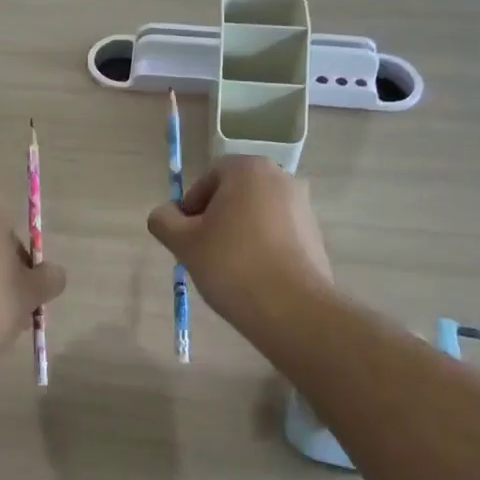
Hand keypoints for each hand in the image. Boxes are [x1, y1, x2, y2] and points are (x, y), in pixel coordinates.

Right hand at [147, 156, 334, 340]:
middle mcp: (281, 178)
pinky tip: (254, 277)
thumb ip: (164, 220)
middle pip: (233, 194)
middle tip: (204, 253)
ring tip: (229, 269)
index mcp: (249, 169)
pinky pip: (277, 233)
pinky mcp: (315, 235)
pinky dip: (261, 247)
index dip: (191, 207)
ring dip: (238, 234)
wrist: (293, 310)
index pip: (208, 178)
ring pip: (255, 214)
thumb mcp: (184, 243)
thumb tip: (165, 215)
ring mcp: (303, 207)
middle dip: (215, 220)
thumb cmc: (233, 265)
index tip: (188, 237)